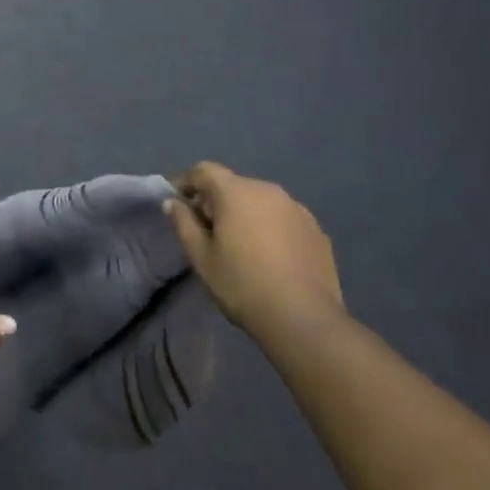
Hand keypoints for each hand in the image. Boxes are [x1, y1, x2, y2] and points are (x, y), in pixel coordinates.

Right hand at [165, 162, 343, 337]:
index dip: (185, 182)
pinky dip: (270, 227)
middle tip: (205, 230)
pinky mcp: (316, 229)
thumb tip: (173, 202)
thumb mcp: (202, 258)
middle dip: (215, 201)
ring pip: (260, 201)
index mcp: (236, 192)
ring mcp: (296, 208)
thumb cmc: (243, 286)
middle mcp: (268, 189)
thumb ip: (184, 224)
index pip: (204, 171)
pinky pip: (283, 218)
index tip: (176, 202)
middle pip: (233, 185)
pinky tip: (270, 256)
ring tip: (240, 245)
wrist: (304, 319)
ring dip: (245, 214)